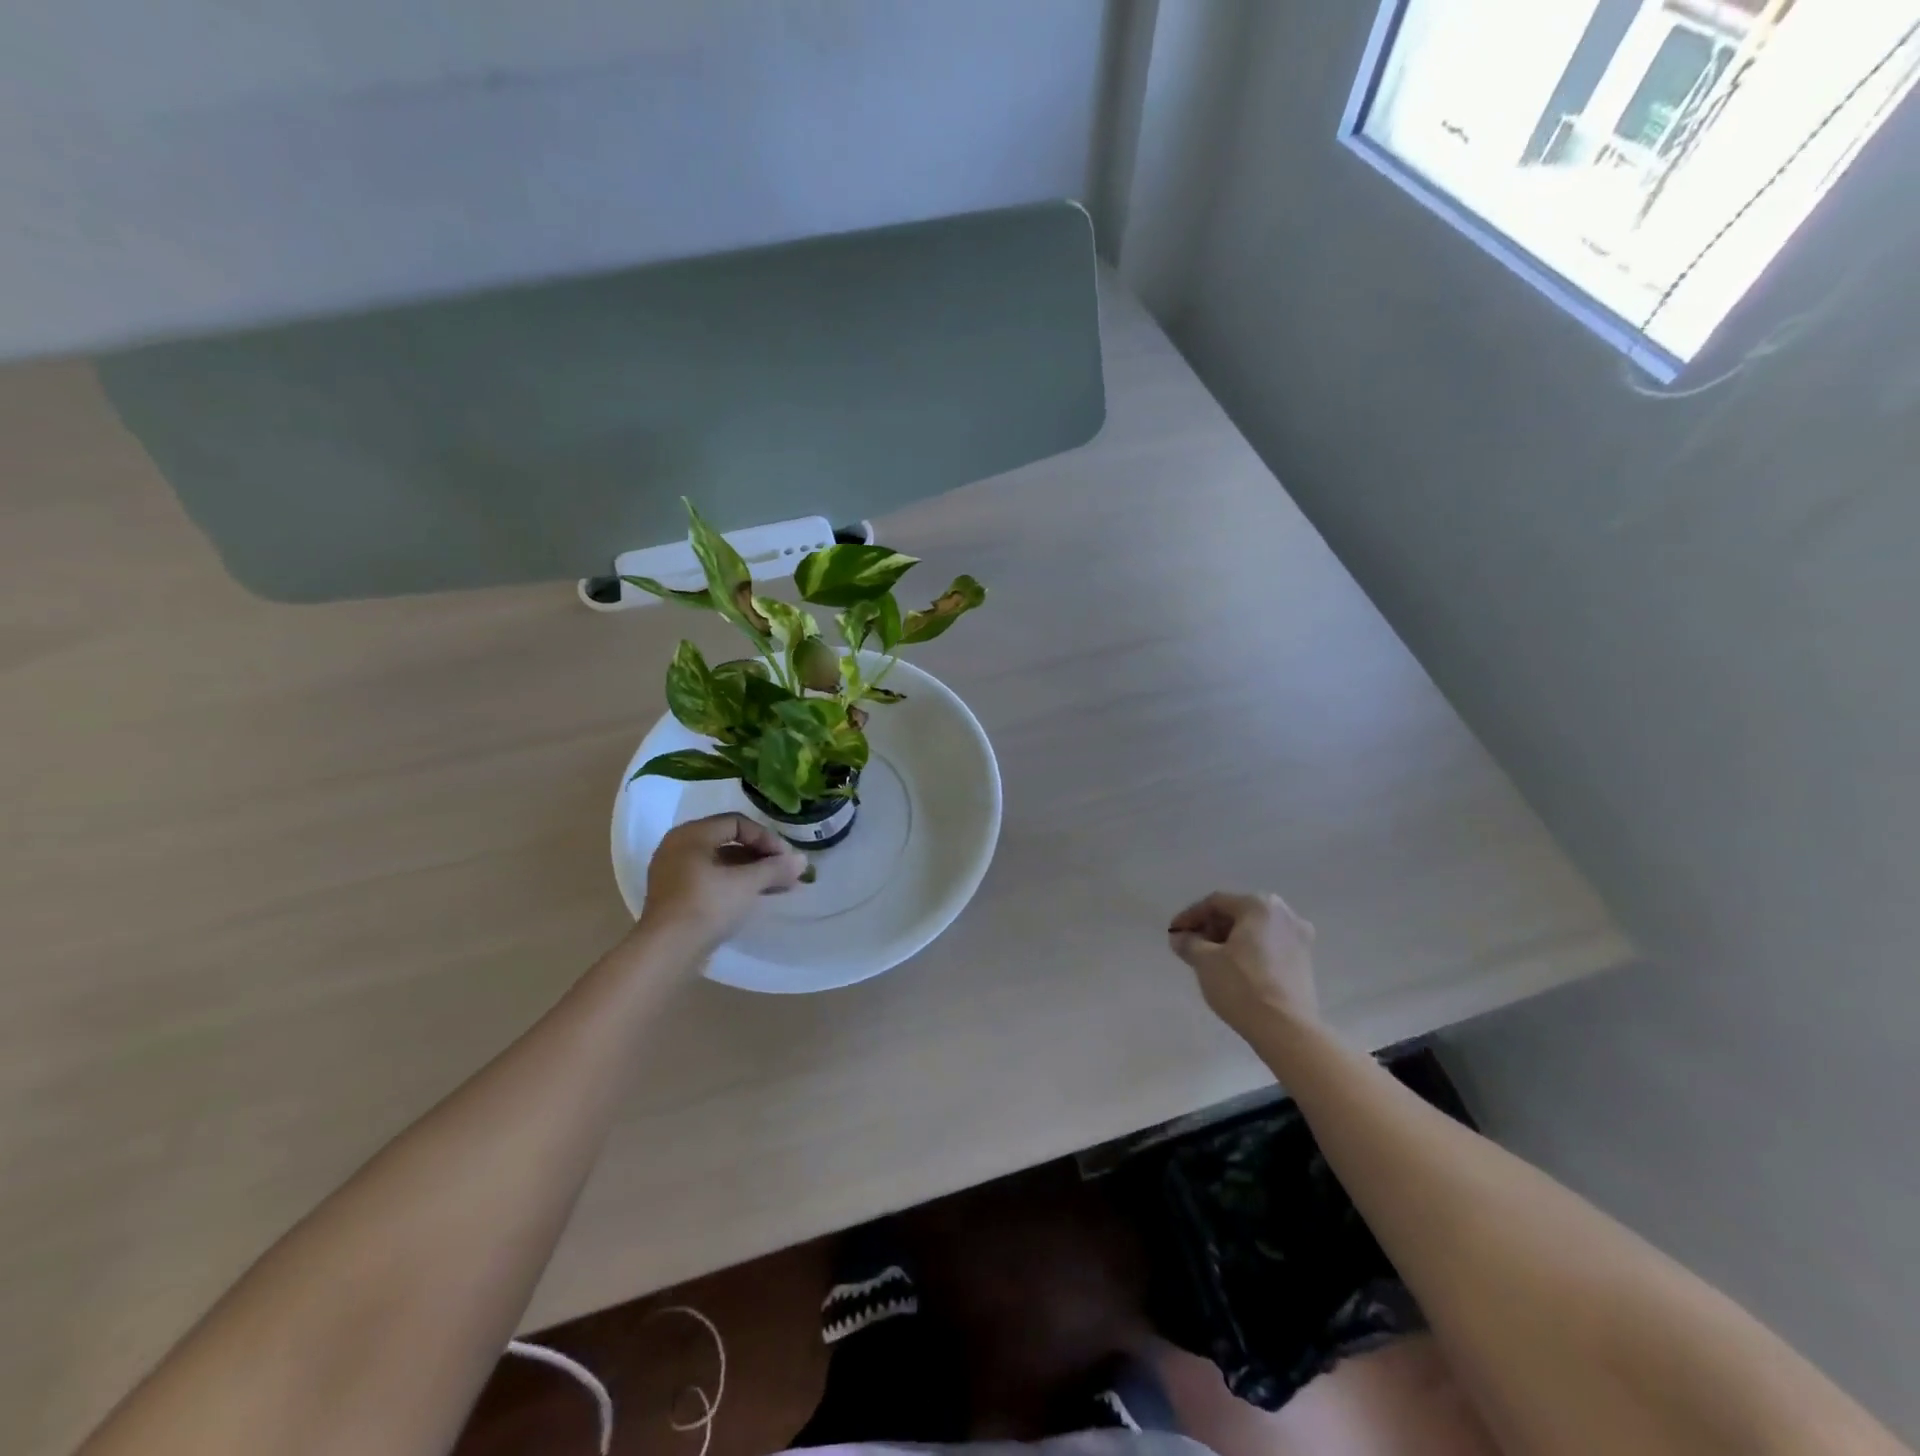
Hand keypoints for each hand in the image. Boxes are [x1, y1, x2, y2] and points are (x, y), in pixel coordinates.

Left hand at [639, 814, 807, 953]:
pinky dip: (735, 885)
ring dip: (752, 873)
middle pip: (729, 842)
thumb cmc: (706, 906)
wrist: (667, 952)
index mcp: (691, 835)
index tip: (786, 858)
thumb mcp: (746, 884)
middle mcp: (678, 847)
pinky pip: (712, 880)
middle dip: (762, 857)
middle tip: (786, 872)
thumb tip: (802, 860)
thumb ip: (775, 868)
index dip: (766, 838)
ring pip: (722, 864)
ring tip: (780, 887)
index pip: (737, 823)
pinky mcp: (676, 897)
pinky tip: (757, 897)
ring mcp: (674, 873)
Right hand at [1168, 891, 1319, 1035]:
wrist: (1286, 1030)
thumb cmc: (1242, 987)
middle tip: (1190, 945)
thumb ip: (1188, 943)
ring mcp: (1299, 938)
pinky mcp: (1305, 961)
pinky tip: (1234, 968)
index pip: (1216, 903)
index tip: (1174, 933)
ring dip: (1229, 939)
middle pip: (1237, 913)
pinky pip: (1269, 946)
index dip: (1190, 916)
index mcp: (1259, 906)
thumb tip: (1180, 938)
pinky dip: (1248, 951)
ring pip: (1254, 930)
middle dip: (1210, 927)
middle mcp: (1284, 914)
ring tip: (1209, 959)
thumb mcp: (1205, 961)